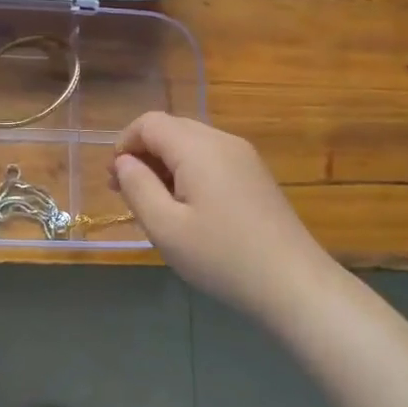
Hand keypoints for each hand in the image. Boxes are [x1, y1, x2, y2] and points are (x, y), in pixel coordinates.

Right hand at [112, 112, 333, 321]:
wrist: (293, 283)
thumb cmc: (221, 256)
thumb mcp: (165, 227)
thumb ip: (137, 187)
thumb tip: (123, 162)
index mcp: (198, 148)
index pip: (150, 123)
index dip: (124, 143)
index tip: (114, 179)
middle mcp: (223, 141)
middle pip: (171, 128)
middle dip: (142, 153)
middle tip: (126, 192)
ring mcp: (244, 157)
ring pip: (191, 143)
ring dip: (165, 164)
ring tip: (153, 203)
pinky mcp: (255, 176)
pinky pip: (211, 159)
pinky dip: (188, 172)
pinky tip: (187, 207)